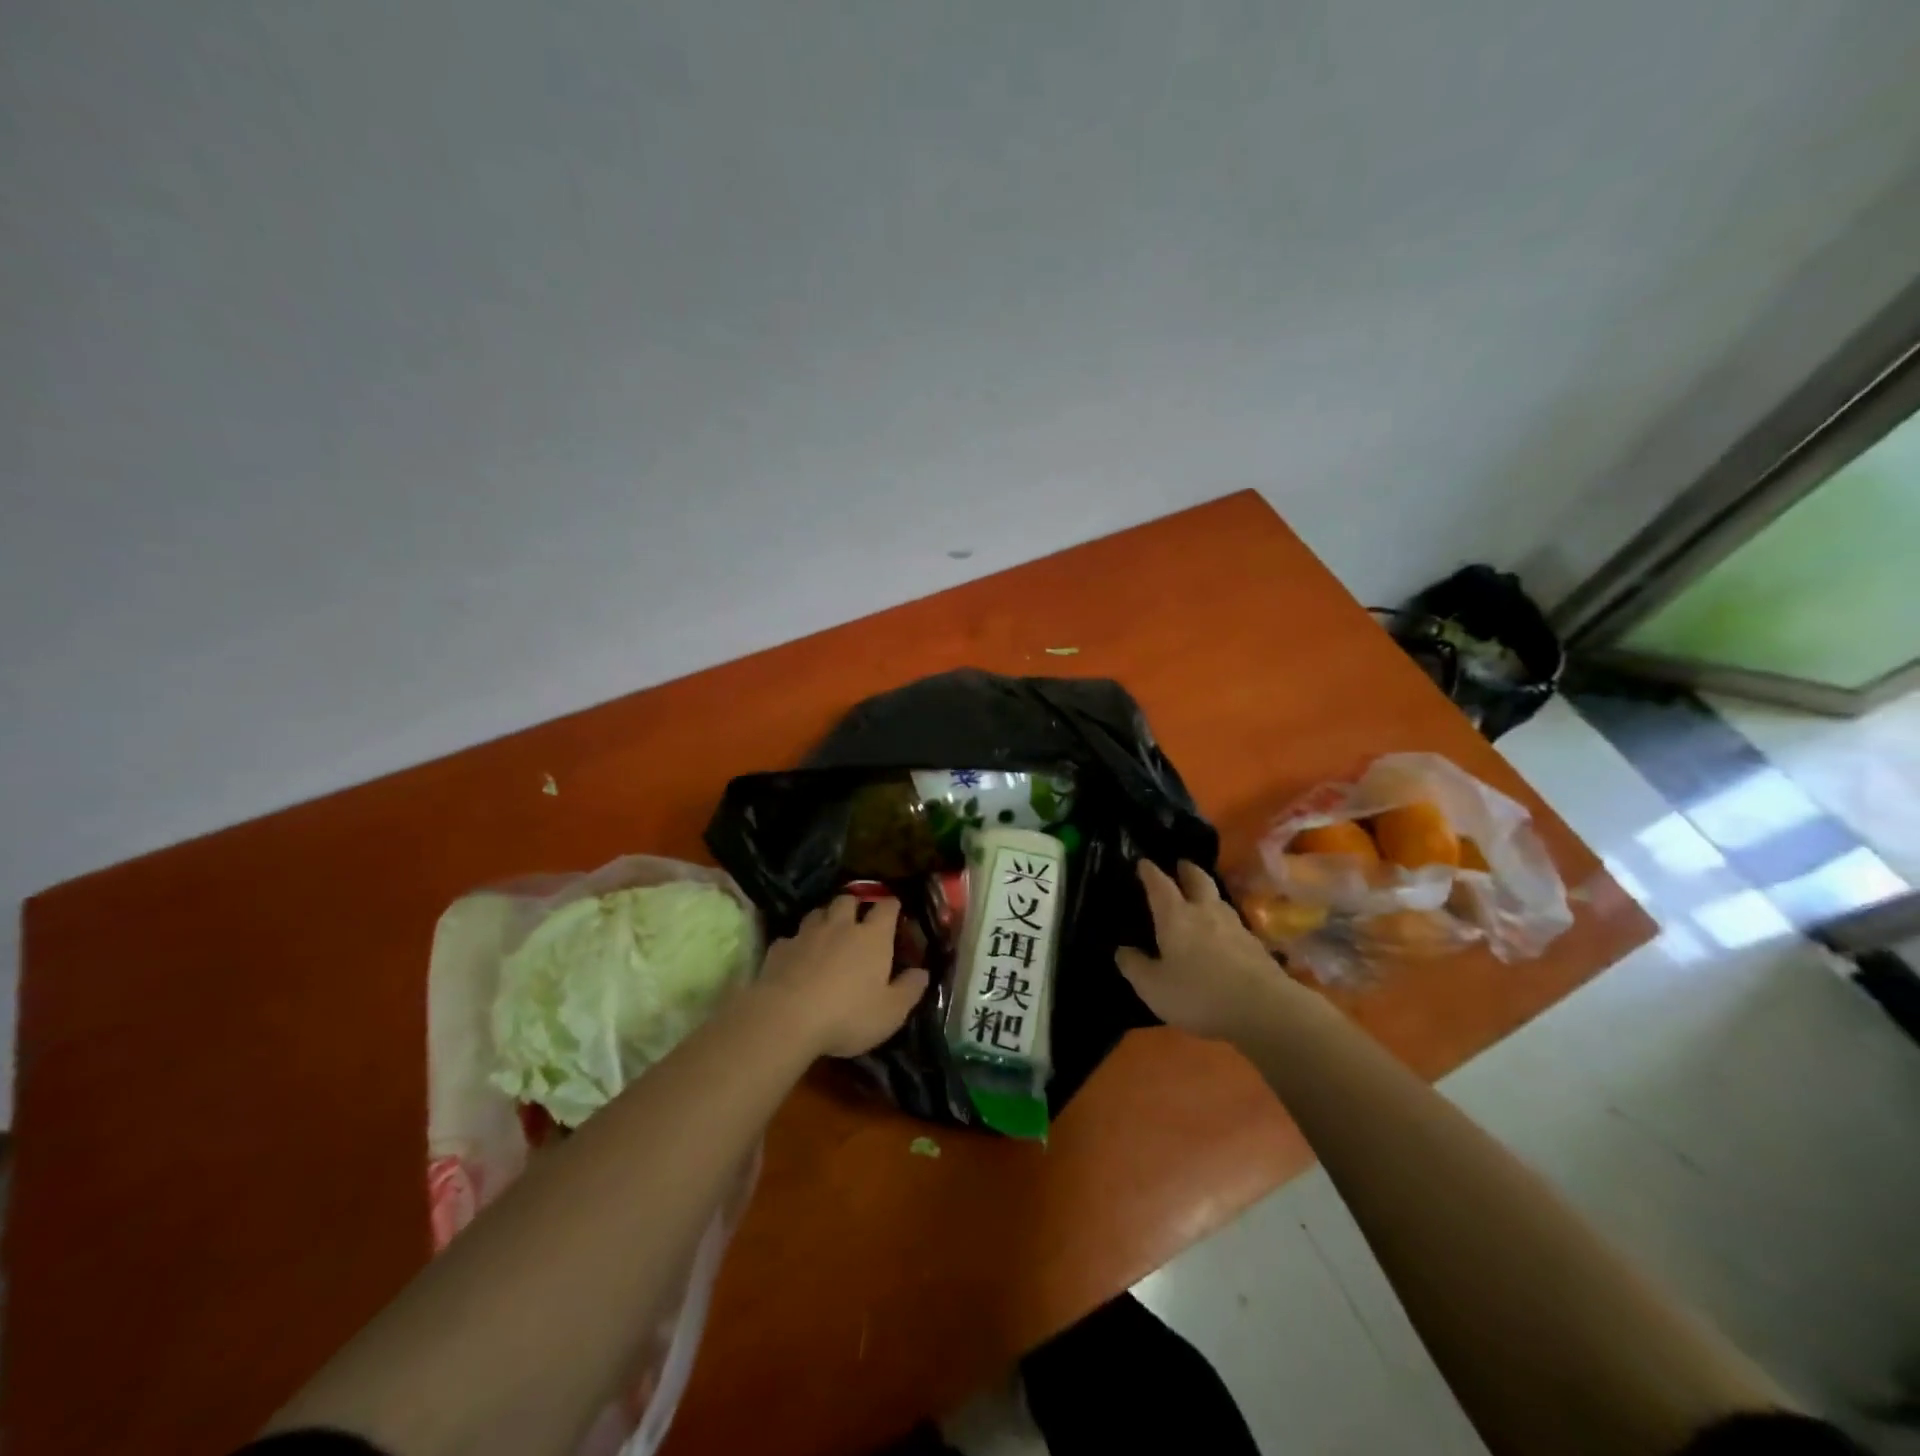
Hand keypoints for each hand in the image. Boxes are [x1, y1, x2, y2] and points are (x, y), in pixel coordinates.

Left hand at [757, 896, 929, 1058]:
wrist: (785, 1019)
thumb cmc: (847, 1015)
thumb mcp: (890, 1012)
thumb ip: (909, 990)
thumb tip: (922, 972)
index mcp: (872, 937)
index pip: (886, 907)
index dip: (892, 906)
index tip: (895, 911)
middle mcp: (840, 926)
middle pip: (848, 900)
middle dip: (855, 905)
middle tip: (858, 921)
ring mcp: (807, 934)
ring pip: (818, 912)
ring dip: (825, 918)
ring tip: (828, 934)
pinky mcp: (779, 948)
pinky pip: (791, 937)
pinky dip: (798, 943)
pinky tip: (798, 958)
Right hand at [1116, 860, 1298, 1040]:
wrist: (1264, 1008)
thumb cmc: (1198, 994)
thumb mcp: (1153, 987)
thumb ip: (1134, 966)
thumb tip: (1122, 950)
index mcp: (1175, 916)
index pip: (1159, 885)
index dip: (1149, 872)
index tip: (1143, 862)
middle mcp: (1205, 912)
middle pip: (1198, 880)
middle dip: (1187, 870)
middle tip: (1181, 865)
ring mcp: (1235, 927)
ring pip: (1219, 900)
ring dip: (1209, 893)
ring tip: (1202, 897)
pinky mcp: (1256, 946)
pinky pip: (1235, 924)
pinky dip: (1224, 921)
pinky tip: (1224, 933)